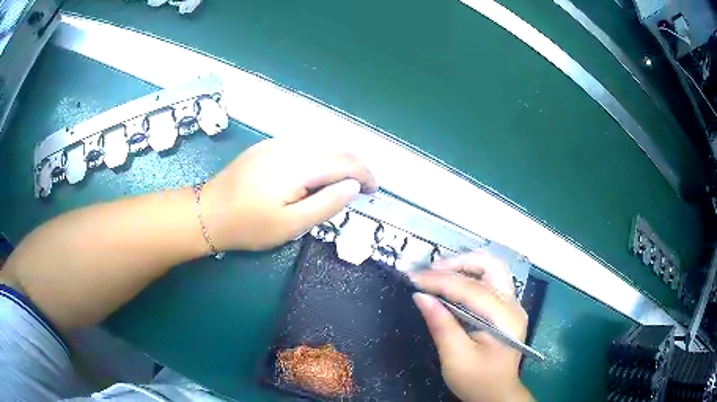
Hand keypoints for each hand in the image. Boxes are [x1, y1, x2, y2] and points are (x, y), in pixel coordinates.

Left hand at [201, 139, 376, 250]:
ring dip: (338, 162)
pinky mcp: (268, 146)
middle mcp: (292, 146)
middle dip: (355, 168)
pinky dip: (320, 158)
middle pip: (336, 149)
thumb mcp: (291, 225)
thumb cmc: (249, 225)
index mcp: (299, 165)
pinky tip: (314, 176)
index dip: (365, 175)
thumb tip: (353, 186)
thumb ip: (326, 204)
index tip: (372, 192)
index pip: (346, 162)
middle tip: (360, 190)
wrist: (208, 212)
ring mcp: (277, 143)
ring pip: (321, 145)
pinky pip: (304, 146)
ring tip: (340, 185)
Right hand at [411, 252, 532, 401]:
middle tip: (430, 270)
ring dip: (465, 265)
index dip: (440, 281)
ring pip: (492, 269)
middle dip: (459, 263)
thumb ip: (441, 325)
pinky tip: (452, 283)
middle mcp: (513, 305)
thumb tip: (420, 296)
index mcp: (504, 318)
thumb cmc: (477, 381)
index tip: (412, 277)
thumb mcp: (456, 358)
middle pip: (490, 266)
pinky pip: (490, 281)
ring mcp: (512, 305)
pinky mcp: (506, 309)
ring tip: (438, 272)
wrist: (497, 394)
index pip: (471, 289)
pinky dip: (470, 276)